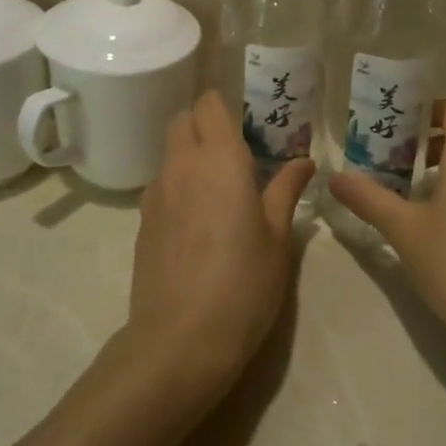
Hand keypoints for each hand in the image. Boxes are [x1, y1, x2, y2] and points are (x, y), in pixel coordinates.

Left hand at [127, 91, 314, 411]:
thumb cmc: (243, 284)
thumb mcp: (278, 238)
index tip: (250, 124)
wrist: (180, 342)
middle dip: (206, 125)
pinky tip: (200, 223)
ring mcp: (156, 194)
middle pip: (182, 120)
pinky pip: (162, 185)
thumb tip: (303, 161)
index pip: (209, 103)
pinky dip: (180, 186)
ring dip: (191, 156)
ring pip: (170, 153)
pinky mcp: (142, 223)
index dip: (226, 106)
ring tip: (221, 191)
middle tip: (237, 154)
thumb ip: (286, 190)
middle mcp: (181, 165)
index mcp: (218, 159)